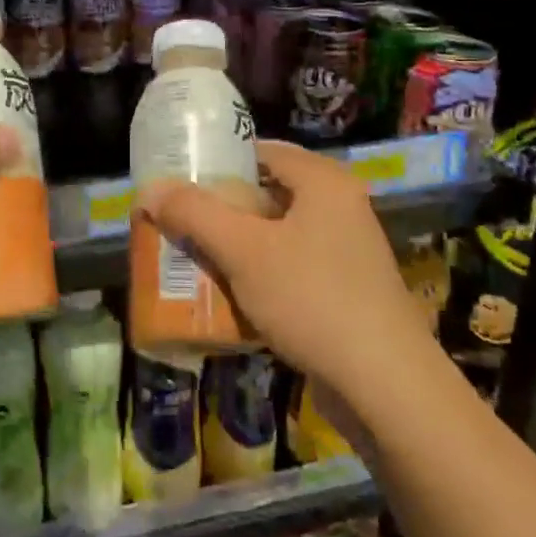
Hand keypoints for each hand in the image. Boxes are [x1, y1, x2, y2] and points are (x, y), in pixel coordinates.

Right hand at [136, 141, 431, 399]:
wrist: (385, 385)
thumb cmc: (312, 298)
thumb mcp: (242, 251)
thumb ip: (194, 214)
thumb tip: (150, 189)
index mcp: (323, 182)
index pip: (262, 151)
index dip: (218, 161)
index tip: (179, 179)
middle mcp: (340, 207)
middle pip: (267, 193)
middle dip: (221, 210)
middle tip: (179, 222)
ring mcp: (347, 251)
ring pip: (277, 235)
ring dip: (236, 246)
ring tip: (192, 258)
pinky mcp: (346, 290)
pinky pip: (291, 269)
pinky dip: (260, 276)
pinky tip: (229, 297)